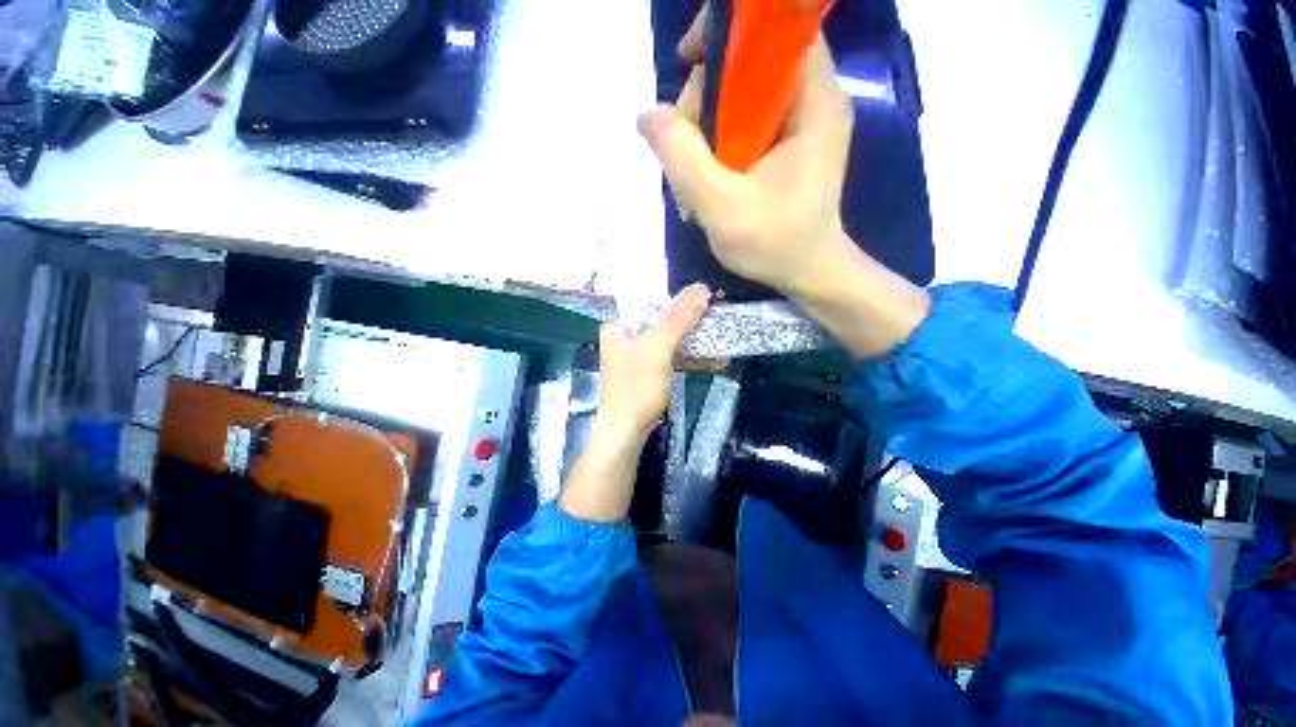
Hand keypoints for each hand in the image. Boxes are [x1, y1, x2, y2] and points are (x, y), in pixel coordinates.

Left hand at [596, 282, 711, 437]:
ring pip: (669, 342)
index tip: (705, 300)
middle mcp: (625, 339)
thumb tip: (702, 287)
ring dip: (695, 342)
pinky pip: (671, 359)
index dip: (678, 300)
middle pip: (662, 322)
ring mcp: (637, 359)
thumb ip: (678, 318)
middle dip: (691, 322)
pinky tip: (714, 360)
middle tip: (718, 318)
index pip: (650, 303)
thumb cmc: (636, 389)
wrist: (626, 434)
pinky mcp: (648, 376)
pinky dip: (690, 359)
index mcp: (619, 327)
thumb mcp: (658, 349)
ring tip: (722, 338)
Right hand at [637, 11, 929, 359]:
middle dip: (704, 105)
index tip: (689, 64)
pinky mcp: (788, 148)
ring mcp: (799, 126)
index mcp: (812, 102)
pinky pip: (744, 128)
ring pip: (740, 102)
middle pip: (748, 69)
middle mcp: (812, 102)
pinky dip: (718, 152)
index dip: (730, 34)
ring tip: (693, 188)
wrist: (807, 274)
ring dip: (705, 137)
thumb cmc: (774, 244)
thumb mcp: (721, 205)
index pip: (776, 31)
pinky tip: (706, 187)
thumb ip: (682, 157)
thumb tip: (647, 114)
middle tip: (684, 158)